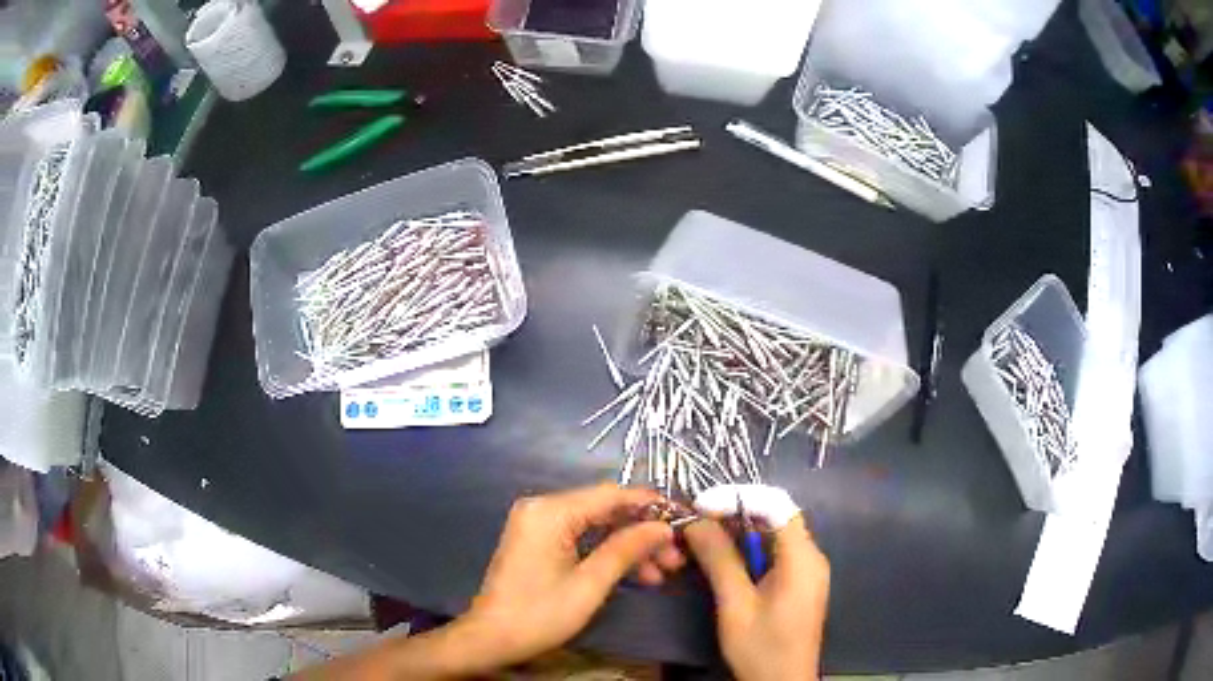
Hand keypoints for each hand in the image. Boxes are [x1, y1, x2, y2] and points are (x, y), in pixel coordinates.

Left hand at [459, 484, 685, 668]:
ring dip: (629, 547)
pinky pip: (582, 537)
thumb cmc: (539, 613)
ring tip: (661, 574)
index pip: (611, 495)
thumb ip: (627, 549)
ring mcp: (539, 524)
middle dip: (642, 534)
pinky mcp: (539, 540)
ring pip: (597, 526)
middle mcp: (543, 508)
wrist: (491, 638)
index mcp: (551, 511)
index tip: (683, 520)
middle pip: (605, 510)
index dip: (650, 505)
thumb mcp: (590, 584)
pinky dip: (607, 553)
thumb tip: (663, 527)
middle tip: (674, 560)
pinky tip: (635, 574)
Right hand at [684, 514, 828, 680]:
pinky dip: (749, 550)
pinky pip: (775, 553)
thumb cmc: (761, 647)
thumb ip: (719, 560)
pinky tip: (724, 560)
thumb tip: (695, 521)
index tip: (701, 506)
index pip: (776, 505)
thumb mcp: (735, 605)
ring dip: (739, 532)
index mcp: (802, 558)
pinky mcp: (799, 583)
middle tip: (695, 522)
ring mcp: (807, 570)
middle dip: (735, 513)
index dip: (739, 497)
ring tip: (702, 538)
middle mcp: (811, 556)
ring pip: (774, 535)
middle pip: (776, 517)